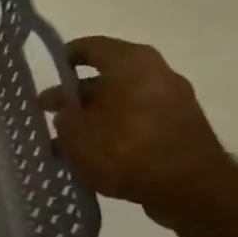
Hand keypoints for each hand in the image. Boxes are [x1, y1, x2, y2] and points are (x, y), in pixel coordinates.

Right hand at [39, 36, 232, 222]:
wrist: (190, 189)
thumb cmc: (125, 148)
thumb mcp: (75, 133)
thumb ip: (64, 118)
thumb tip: (69, 116)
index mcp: (130, 62)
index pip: (88, 47)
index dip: (63, 59)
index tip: (47, 76)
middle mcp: (156, 73)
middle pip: (105, 79)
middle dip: (76, 98)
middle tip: (49, 114)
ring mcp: (173, 102)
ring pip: (120, 103)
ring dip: (94, 119)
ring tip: (67, 143)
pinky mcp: (181, 130)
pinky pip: (138, 123)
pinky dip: (115, 133)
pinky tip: (94, 155)